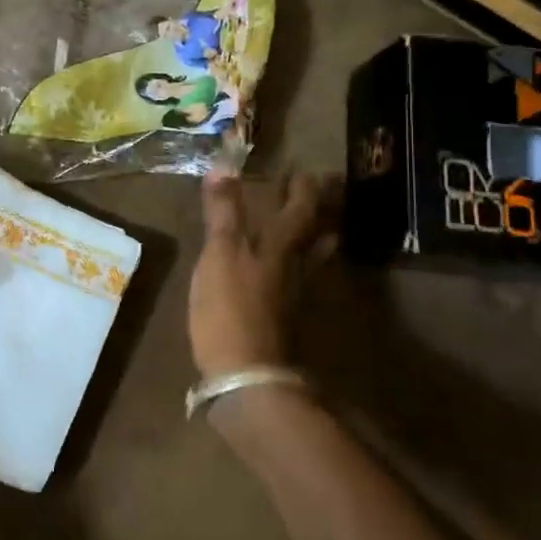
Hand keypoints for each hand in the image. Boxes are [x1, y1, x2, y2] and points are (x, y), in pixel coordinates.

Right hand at [189, 171, 341, 376]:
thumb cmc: (230, 307)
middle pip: (317, 233)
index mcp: (281, 246)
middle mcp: (296, 266)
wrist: (246, 374)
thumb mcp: (220, 253)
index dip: (303, 188)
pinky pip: (298, 278)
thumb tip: (223, 166)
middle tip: (320, 190)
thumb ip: (223, 212)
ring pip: (312, 257)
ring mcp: (293, 294)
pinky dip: (298, 263)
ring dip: (316, 236)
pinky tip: (287, 268)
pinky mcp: (283, 317)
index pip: (301, 208)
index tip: (305, 169)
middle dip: (319, 210)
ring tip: (316, 224)